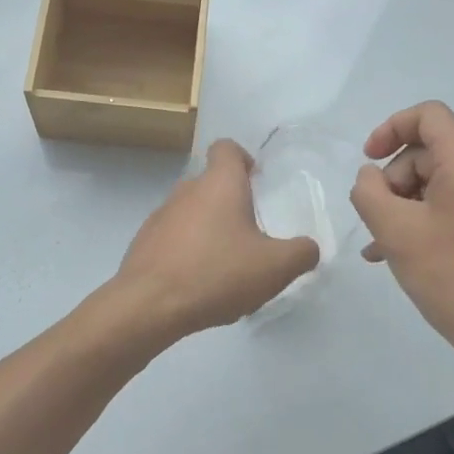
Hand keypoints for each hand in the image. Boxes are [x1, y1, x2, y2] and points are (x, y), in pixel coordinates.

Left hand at [113, 139, 320, 338]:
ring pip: (191, 211)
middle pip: (211, 182)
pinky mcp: (144, 242)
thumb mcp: (274, 267)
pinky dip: (188, 250)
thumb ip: (301, 253)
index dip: (243, 158)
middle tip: (251, 233)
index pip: (227, 148)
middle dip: (231, 203)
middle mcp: (187, 190)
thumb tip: (309, 247)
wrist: (148, 304)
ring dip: (209, 228)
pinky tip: (199, 282)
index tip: (256, 182)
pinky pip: (173, 237)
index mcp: (220, 183)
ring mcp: (160, 215)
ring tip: (225, 264)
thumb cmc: (216, 273)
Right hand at [350, 102, 453, 369]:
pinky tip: (396, 254)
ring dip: (402, 205)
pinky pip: (450, 208)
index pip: (429, 116)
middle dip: (393, 179)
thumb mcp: (395, 231)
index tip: (368, 159)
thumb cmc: (453, 277)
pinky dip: (422, 221)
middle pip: (428, 153)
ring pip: (436, 184)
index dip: (391, 127)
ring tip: (379, 245)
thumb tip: (370, 177)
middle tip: (376, 219)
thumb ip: (369, 192)